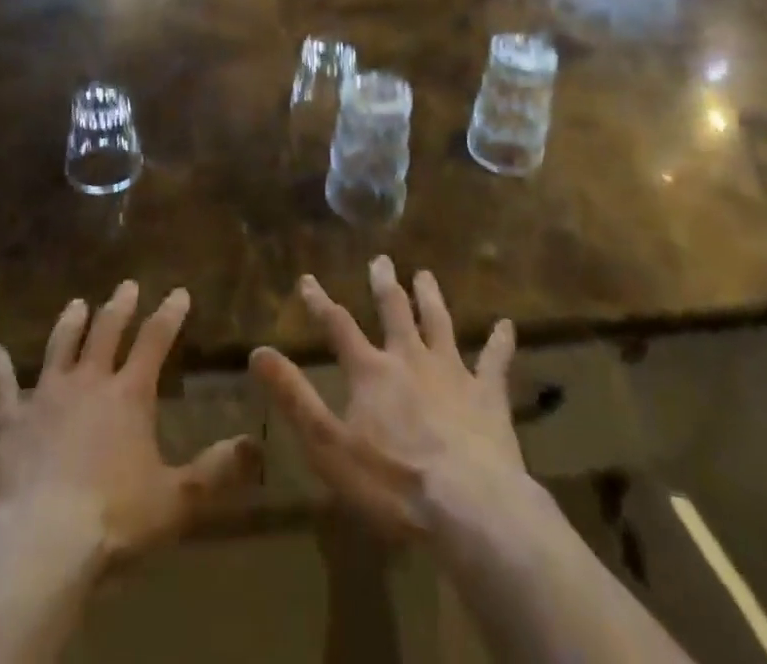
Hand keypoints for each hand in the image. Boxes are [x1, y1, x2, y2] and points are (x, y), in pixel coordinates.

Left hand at [0, 282, 261, 569]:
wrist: (42, 542)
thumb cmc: (114, 518)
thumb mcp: (177, 500)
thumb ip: (217, 471)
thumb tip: (256, 446)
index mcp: (129, 394)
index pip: (156, 340)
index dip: (169, 314)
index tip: (179, 291)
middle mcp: (89, 381)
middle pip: (106, 332)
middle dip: (120, 306)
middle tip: (127, 285)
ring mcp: (46, 397)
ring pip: (60, 347)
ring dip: (70, 323)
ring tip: (77, 303)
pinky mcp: (11, 421)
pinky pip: (3, 388)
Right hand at [250, 257, 525, 542]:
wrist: (469, 506)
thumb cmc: (392, 481)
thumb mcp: (328, 445)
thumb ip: (294, 396)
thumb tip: (258, 352)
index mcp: (371, 371)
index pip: (338, 326)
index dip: (320, 302)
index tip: (307, 279)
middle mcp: (409, 358)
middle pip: (394, 311)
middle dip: (385, 284)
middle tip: (382, 260)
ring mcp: (452, 372)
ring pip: (439, 323)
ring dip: (430, 298)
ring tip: (426, 274)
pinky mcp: (487, 395)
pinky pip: (495, 361)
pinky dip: (500, 342)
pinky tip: (507, 325)